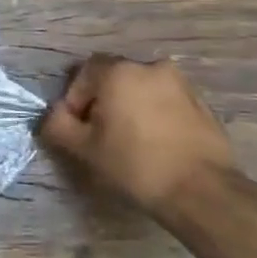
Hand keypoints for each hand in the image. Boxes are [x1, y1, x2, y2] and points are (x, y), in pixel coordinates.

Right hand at [37, 54, 237, 218]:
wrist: (201, 190)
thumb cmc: (135, 165)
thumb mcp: (83, 149)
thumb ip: (58, 125)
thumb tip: (55, 114)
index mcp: (119, 72)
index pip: (84, 72)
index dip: (75, 98)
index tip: (78, 127)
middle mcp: (151, 67)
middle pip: (114, 78)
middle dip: (102, 101)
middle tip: (100, 135)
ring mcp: (181, 84)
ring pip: (142, 89)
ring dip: (130, 107)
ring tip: (129, 141)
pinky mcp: (201, 103)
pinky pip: (166, 102)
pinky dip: (155, 115)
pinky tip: (155, 145)